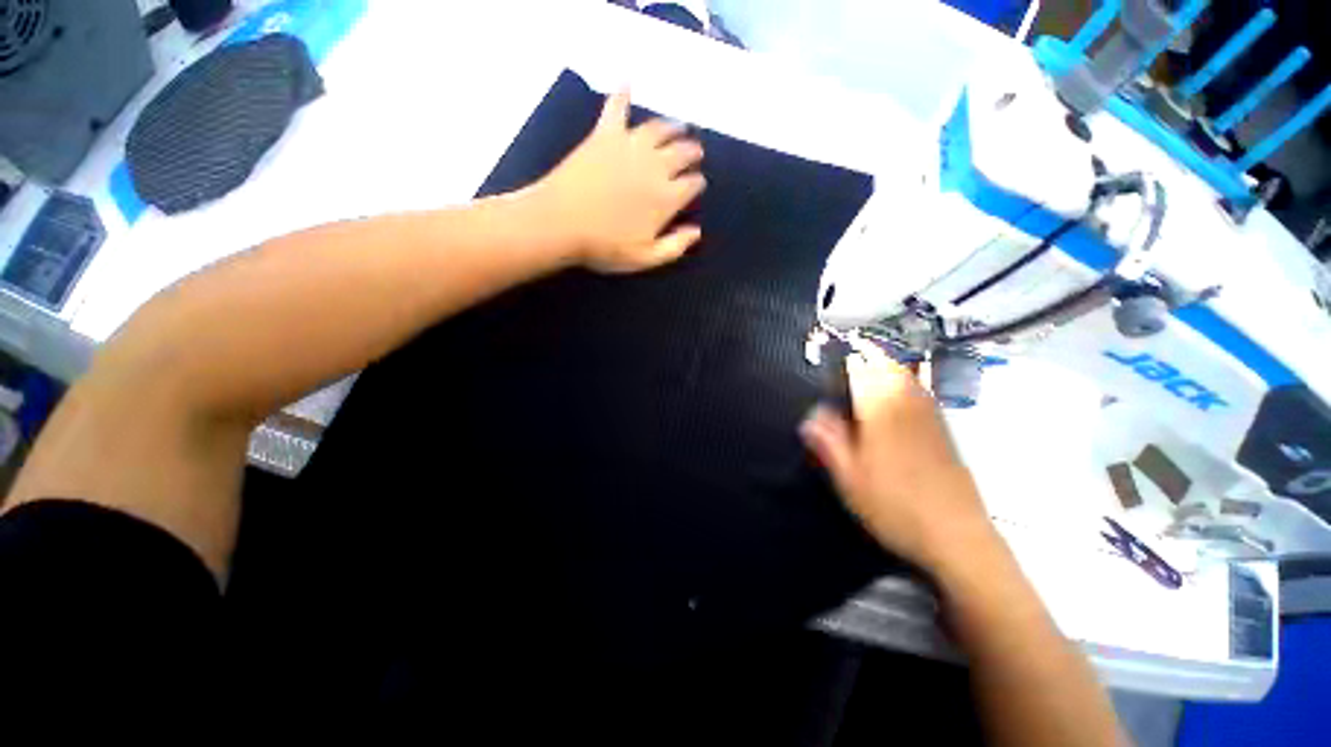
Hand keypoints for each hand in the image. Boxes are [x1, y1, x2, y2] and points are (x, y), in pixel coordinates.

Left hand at [535, 90, 706, 272]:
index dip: (697, 184)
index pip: (692, 184)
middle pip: (682, 152)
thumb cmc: (605, 247)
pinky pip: (616, 107)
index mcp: (666, 198)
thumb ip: (675, 246)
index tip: (697, 185)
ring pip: (660, 128)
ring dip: (674, 126)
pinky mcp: (605, 134)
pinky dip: (622, 93)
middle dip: (692, 152)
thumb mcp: (645, 258)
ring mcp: (630, 146)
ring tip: (680, 125)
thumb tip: (696, 232)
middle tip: (695, 152)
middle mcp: (655, 166)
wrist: (561, 223)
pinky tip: (627, 81)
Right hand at [799, 342, 996, 572]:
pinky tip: (905, 386)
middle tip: (852, 347)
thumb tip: (808, 417)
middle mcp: (907, 405)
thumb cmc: (894, 506)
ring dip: (890, 363)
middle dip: (870, 353)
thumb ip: (828, 442)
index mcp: (880, 412)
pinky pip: (924, 392)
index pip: (861, 372)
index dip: (847, 356)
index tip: (833, 346)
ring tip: (873, 359)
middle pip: (888, 367)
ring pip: (909, 376)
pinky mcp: (943, 430)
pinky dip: (910, 380)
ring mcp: (930, 416)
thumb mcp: (849, 478)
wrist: (956, 535)